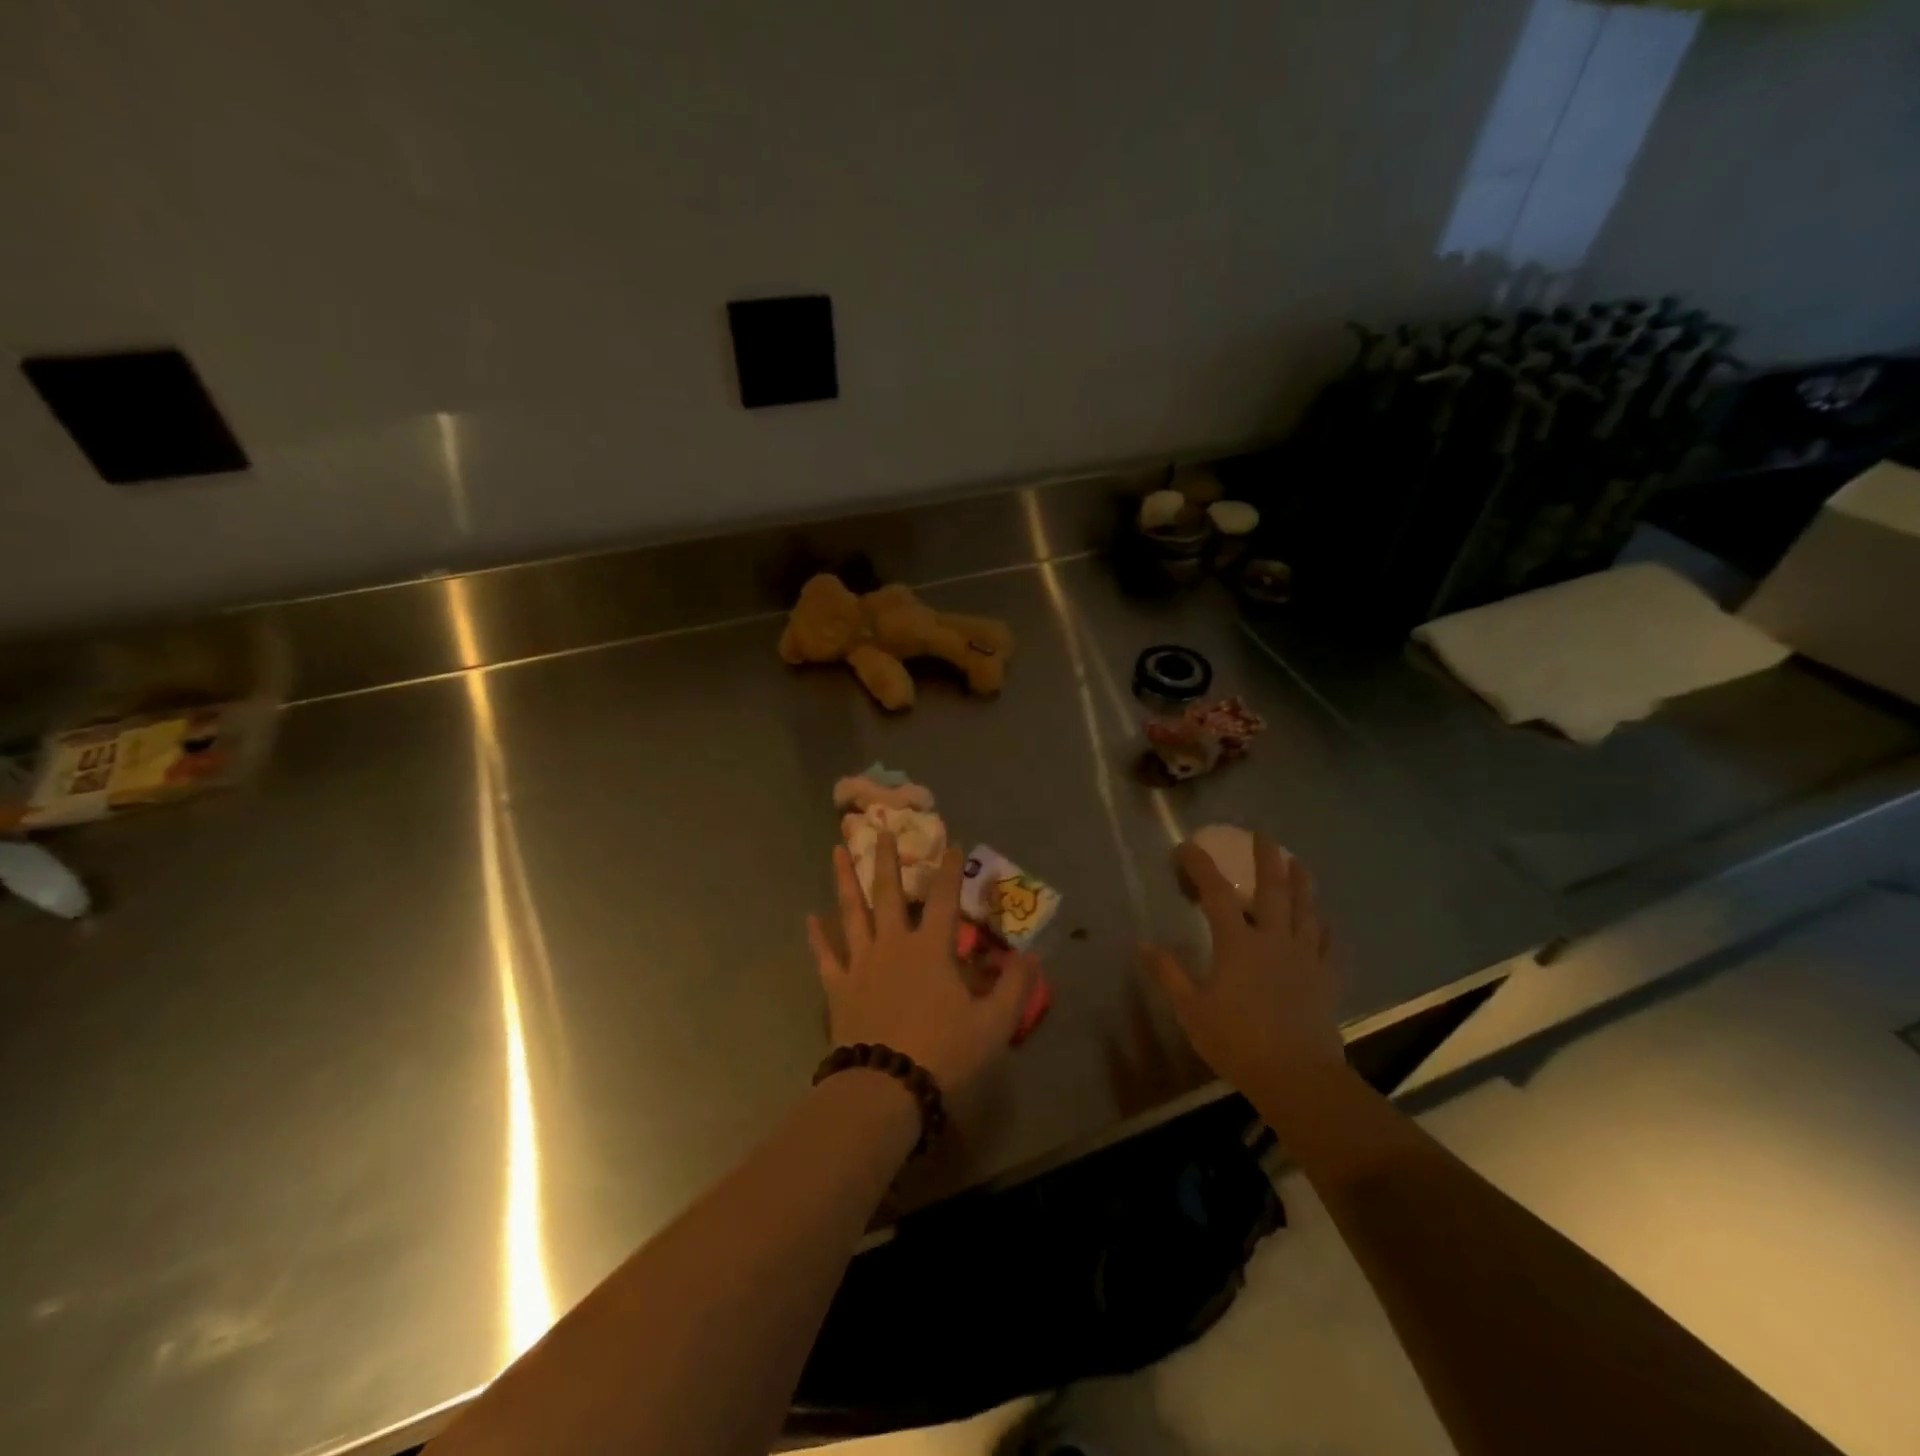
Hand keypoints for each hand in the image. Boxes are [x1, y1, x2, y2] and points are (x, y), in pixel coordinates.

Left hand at [808, 833, 1035, 1093]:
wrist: (885, 1088)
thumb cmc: (943, 1054)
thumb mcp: (993, 1024)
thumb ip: (1014, 987)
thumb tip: (1031, 955)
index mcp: (930, 949)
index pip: (943, 899)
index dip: (949, 870)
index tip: (950, 842)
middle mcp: (893, 945)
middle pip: (888, 893)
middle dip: (887, 858)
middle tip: (881, 828)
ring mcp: (861, 964)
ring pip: (852, 912)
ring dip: (845, 880)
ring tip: (837, 850)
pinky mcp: (838, 988)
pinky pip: (826, 956)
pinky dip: (818, 937)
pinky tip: (809, 918)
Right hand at [1145, 835, 1345, 1112]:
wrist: (1296, 1077)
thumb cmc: (1237, 1041)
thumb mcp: (1191, 1009)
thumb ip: (1169, 973)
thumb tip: (1142, 942)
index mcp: (1237, 944)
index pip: (1216, 893)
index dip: (1201, 866)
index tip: (1187, 846)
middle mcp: (1273, 940)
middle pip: (1272, 889)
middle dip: (1266, 858)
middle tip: (1263, 834)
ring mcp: (1304, 957)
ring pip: (1306, 909)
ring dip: (1302, 882)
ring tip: (1299, 862)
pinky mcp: (1326, 978)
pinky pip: (1329, 944)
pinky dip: (1325, 927)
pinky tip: (1325, 920)